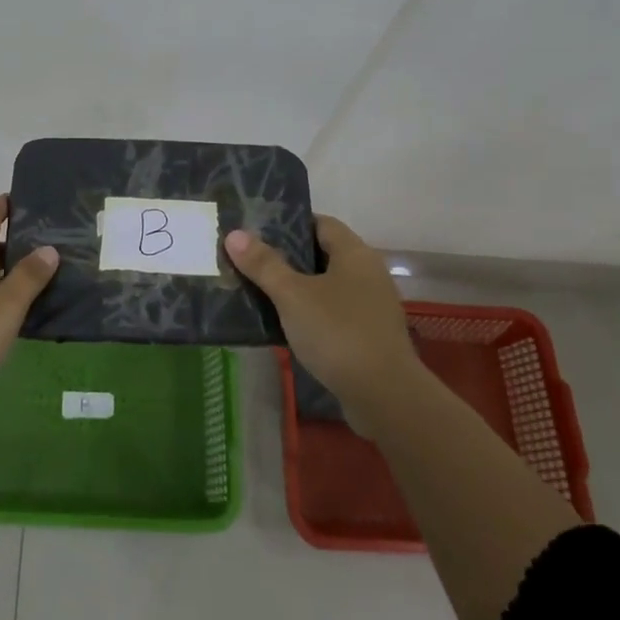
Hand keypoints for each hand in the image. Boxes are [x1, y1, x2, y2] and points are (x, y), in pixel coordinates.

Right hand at [225, 216, 416, 421]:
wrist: (385, 396)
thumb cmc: (338, 333)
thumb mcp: (293, 295)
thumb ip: (264, 264)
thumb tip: (234, 234)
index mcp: (355, 254)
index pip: (321, 223)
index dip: (290, 223)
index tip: (257, 231)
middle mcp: (368, 273)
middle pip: (323, 254)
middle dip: (288, 257)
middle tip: (252, 261)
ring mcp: (371, 306)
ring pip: (327, 286)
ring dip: (298, 288)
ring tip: (260, 292)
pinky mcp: (369, 336)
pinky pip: (334, 313)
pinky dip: (311, 314)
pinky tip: (285, 325)